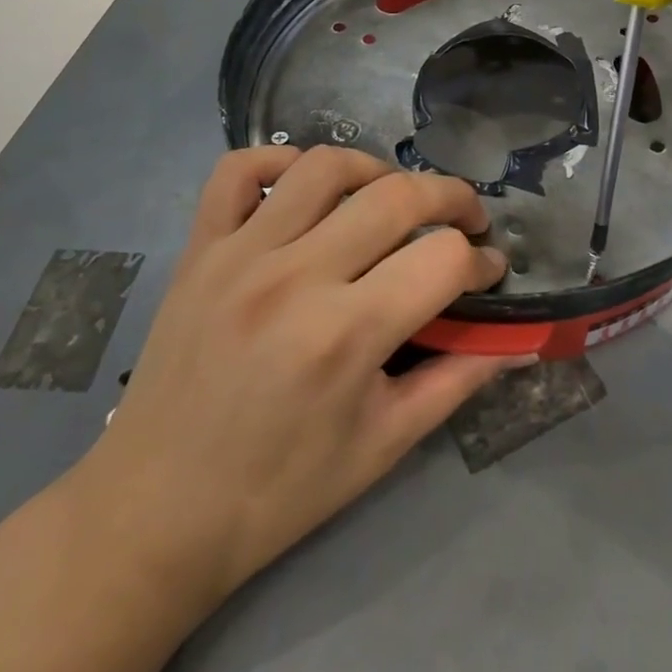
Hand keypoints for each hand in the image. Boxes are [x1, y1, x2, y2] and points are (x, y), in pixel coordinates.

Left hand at [74, 147, 516, 604]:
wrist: (154, 511)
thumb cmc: (278, 491)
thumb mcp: (382, 446)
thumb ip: (456, 381)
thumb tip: (516, 343)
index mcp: (346, 335)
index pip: (443, 259)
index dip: (482, 261)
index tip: (489, 275)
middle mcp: (296, 276)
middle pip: (398, 196)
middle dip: (453, 198)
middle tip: (466, 221)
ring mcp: (241, 253)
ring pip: (326, 166)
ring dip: (378, 170)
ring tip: (393, 198)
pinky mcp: (200, 248)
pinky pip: (239, 170)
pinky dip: (280, 160)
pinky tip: (307, 187)